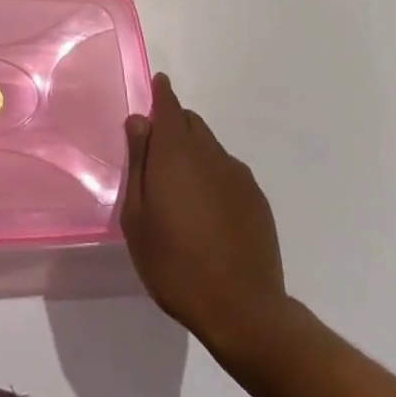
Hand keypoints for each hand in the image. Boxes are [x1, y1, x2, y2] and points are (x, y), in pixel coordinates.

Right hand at [121, 72, 286, 349]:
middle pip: (190, 122)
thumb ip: (138, 162)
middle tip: (158, 158)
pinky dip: (215, 179)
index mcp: (176, 150)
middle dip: (174, 127)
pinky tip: (210, 214)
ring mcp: (238, 175)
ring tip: (183, 193)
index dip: (161, 92)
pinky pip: (229, 173)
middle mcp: (210, 152)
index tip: (156, 85)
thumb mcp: (137, 216)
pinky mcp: (257, 200)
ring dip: (195, 155)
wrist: (243, 311)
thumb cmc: (175, 263)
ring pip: (210, 148)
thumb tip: (139, 121)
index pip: (168, 103)